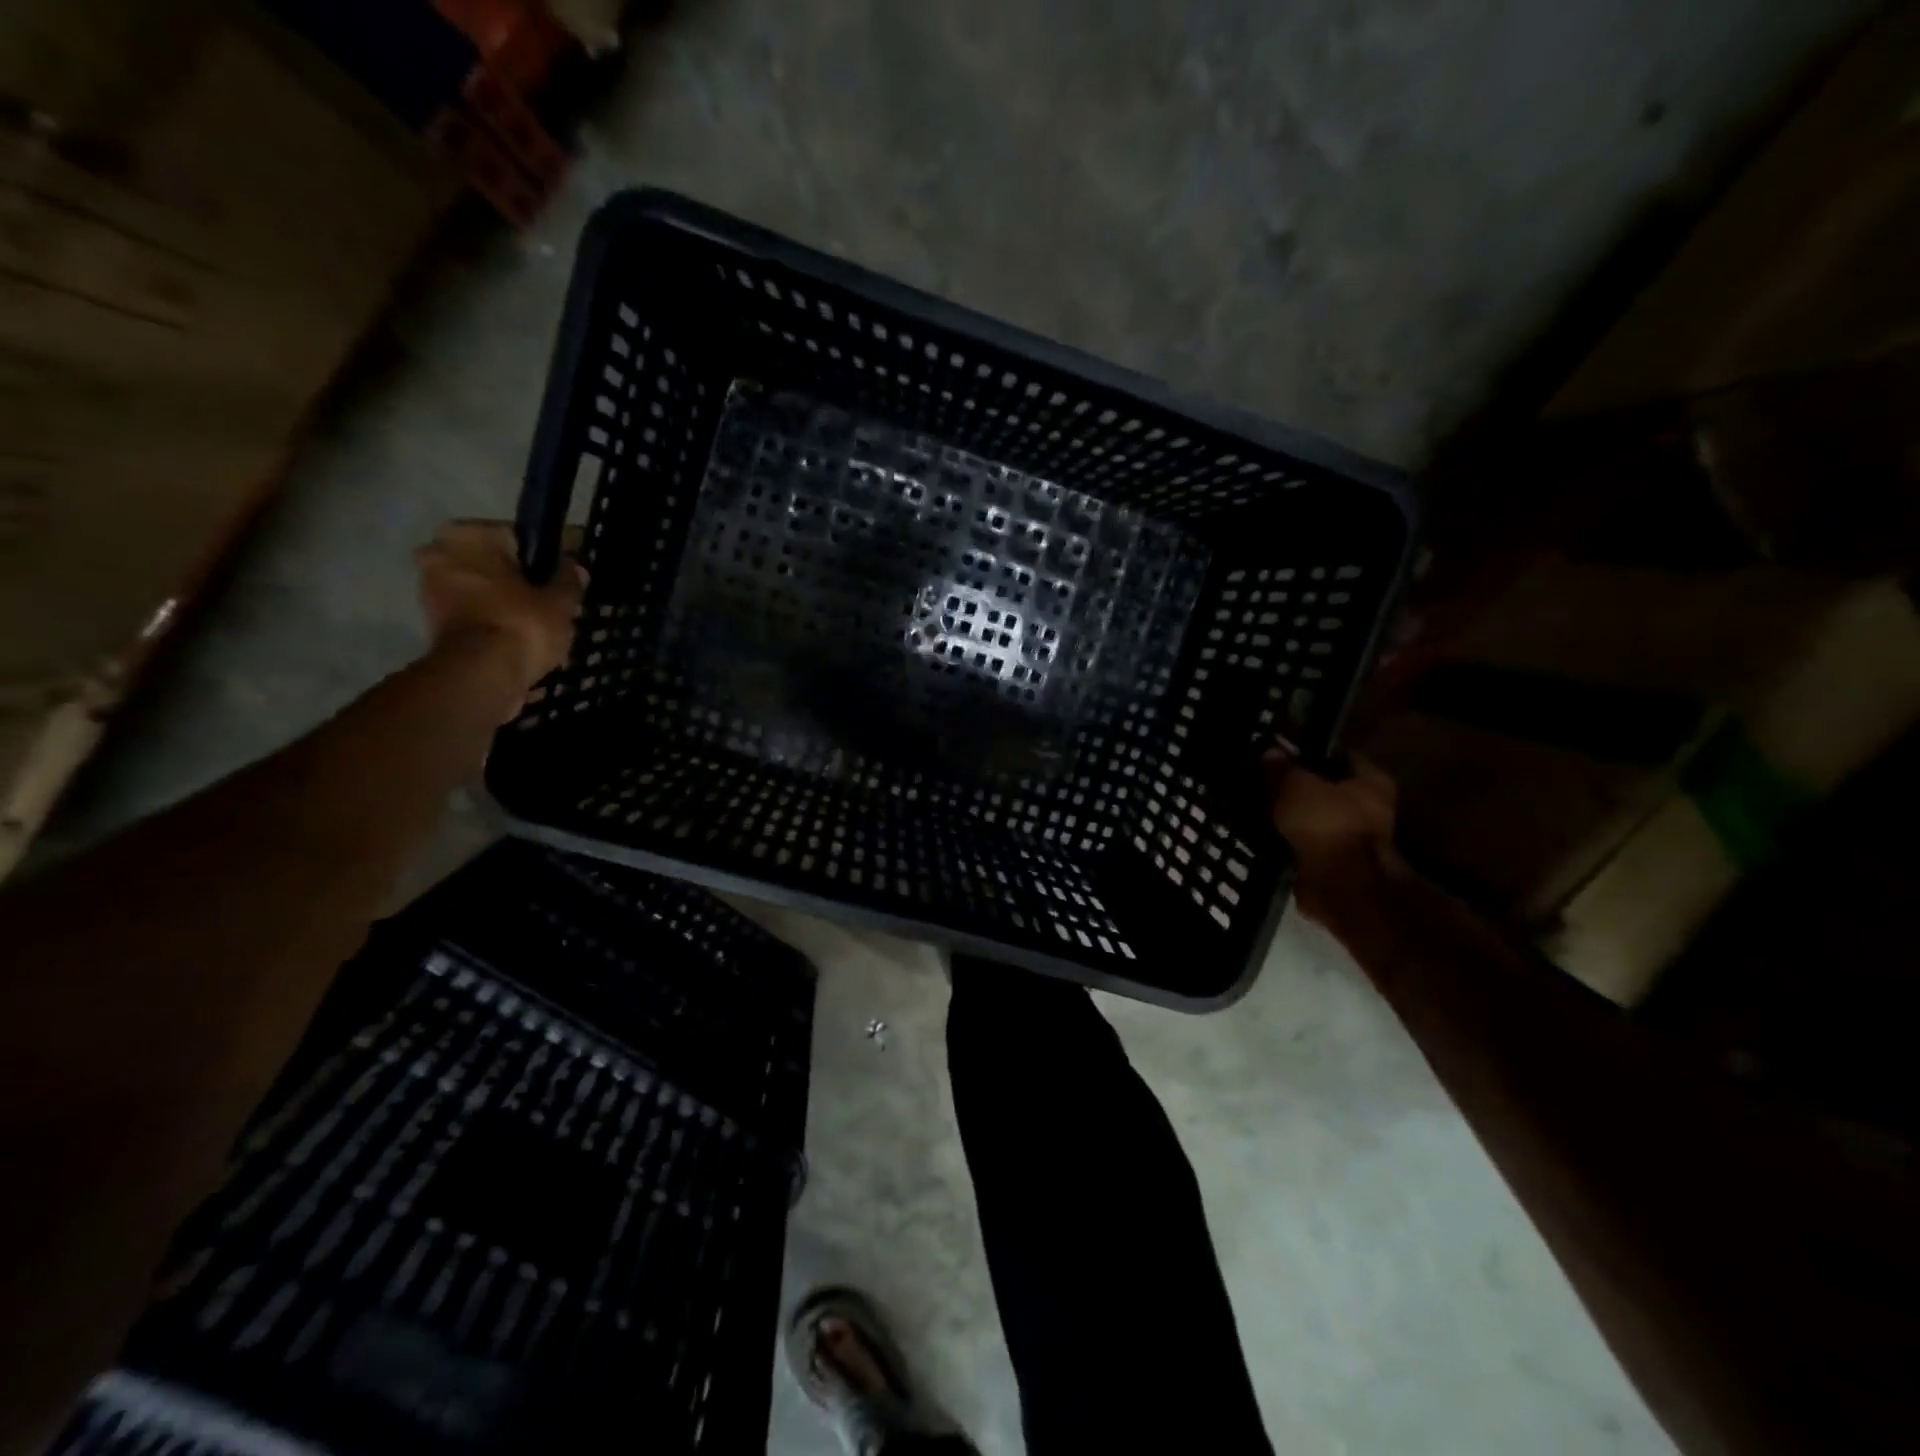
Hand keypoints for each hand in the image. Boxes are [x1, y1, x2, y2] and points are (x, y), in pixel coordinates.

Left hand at [416, 521, 584, 706]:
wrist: (481, 675)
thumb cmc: (521, 624)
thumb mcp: (561, 601)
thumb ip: (568, 579)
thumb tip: (575, 567)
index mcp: (468, 535)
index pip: (519, 537)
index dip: (548, 555)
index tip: (568, 571)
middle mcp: (440, 552)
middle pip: (495, 562)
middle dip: (521, 578)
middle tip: (553, 598)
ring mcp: (430, 587)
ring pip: (483, 587)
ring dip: (506, 599)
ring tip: (540, 620)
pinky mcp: (433, 621)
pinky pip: (474, 612)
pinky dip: (494, 619)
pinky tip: (520, 634)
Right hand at [1265, 751, 1402, 916]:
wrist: (1340, 887)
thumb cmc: (1327, 824)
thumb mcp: (1296, 786)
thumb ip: (1283, 769)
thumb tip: (1272, 751)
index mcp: (1372, 780)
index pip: (1339, 756)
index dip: (1309, 753)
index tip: (1282, 754)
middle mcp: (1371, 807)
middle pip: (1328, 788)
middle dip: (1300, 787)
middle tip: (1267, 781)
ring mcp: (1355, 838)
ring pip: (1316, 817)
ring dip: (1294, 816)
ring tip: (1262, 808)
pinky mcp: (1337, 863)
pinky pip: (1308, 842)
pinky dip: (1292, 839)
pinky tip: (1268, 833)